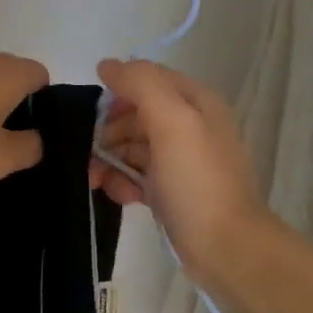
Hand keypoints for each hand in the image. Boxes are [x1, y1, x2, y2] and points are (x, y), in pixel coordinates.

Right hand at [90, 58, 269, 282]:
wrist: (225, 247)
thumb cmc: (197, 180)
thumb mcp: (172, 121)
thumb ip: (141, 85)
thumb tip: (107, 65)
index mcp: (196, 102)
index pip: (148, 79)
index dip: (118, 91)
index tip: (94, 114)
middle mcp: (190, 126)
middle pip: (135, 114)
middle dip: (108, 132)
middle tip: (87, 154)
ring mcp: (180, 160)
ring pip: (131, 146)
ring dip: (110, 160)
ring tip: (96, 181)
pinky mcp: (170, 190)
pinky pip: (137, 175)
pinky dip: (123, 182)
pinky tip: (120, 196)